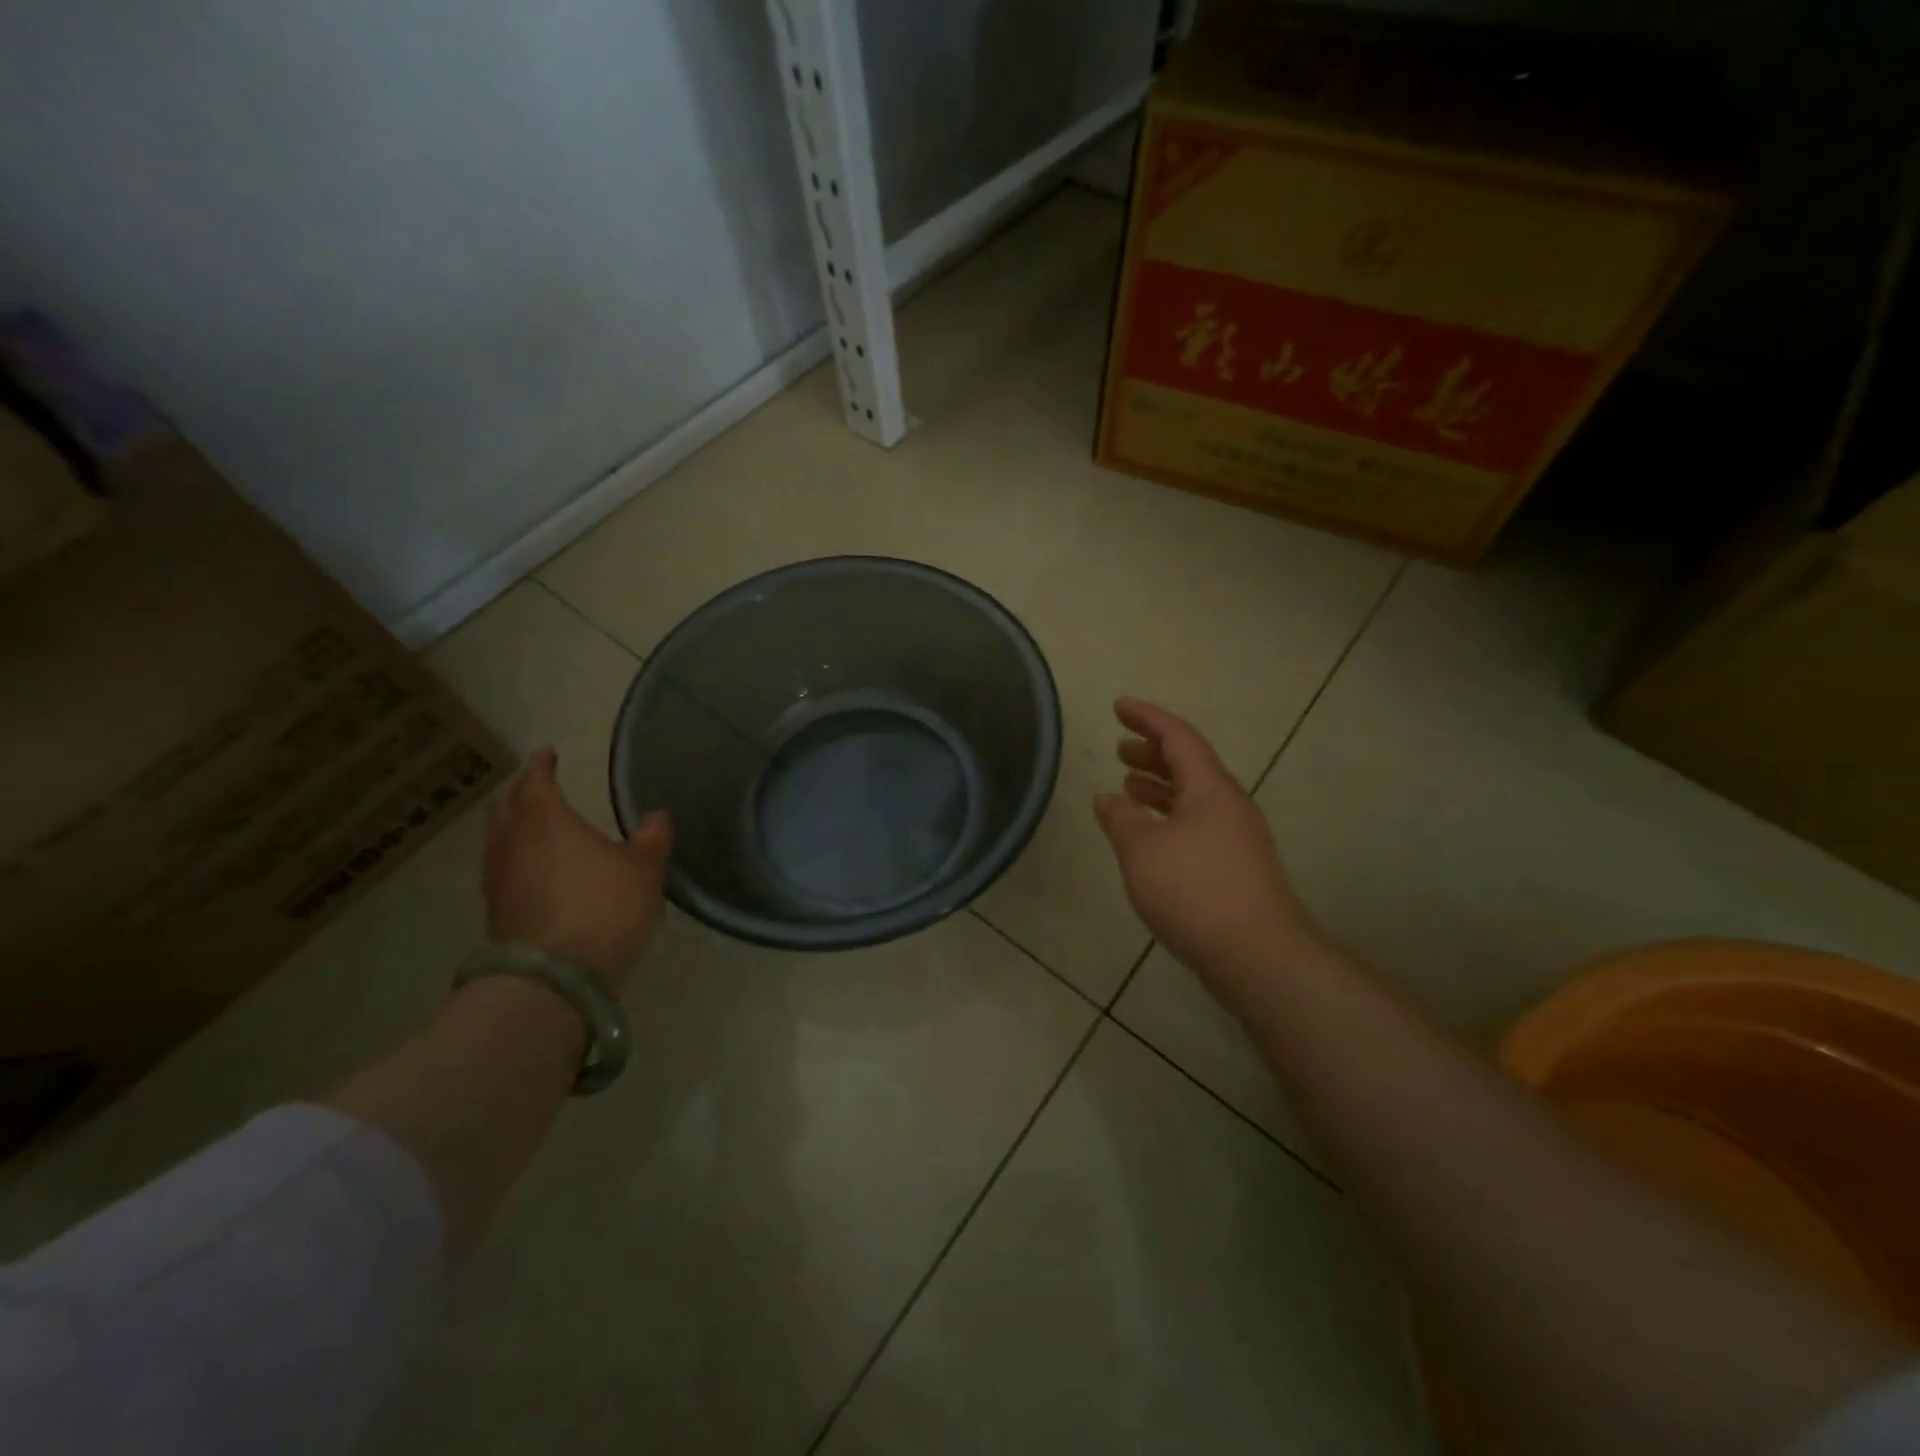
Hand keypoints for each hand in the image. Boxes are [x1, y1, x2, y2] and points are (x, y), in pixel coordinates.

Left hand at [482, 747, 671, 992]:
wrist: (554, 976)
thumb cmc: (604, 909)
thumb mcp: (644, 871)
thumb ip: (651, 839)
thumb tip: (657, 816)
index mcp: (547, 821)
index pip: (537, 781)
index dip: (542, 764)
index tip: (548, 752)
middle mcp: (514, 842)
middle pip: (506, 805)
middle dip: (520, 789)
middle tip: (534, 781)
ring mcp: (499, 878)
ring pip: (498, 836)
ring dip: (510, 821)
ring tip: (527, 819)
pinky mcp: (496, 909)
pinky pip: (500, 865)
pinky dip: (512, 852)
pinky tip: (528, 864)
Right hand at [1093, 698, 1326, 1005]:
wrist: (1256, 954)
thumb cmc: (1194, 890)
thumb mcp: (1142, 848)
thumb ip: (1120, 818)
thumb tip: (1108, 798)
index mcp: (1210, 788)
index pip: (1177, 737)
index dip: (1147, 717)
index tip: (1119, 705)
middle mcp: (1228, 805)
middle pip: (1188, 764)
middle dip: (1152, 751)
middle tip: (1119, 747)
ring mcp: (1236, 837)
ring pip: (1192, 797)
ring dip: (1159, 786)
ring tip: (1127, 786)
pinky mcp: (1235, 867)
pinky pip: (1196, 824)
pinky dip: (1168, 817)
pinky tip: (1148, 836)